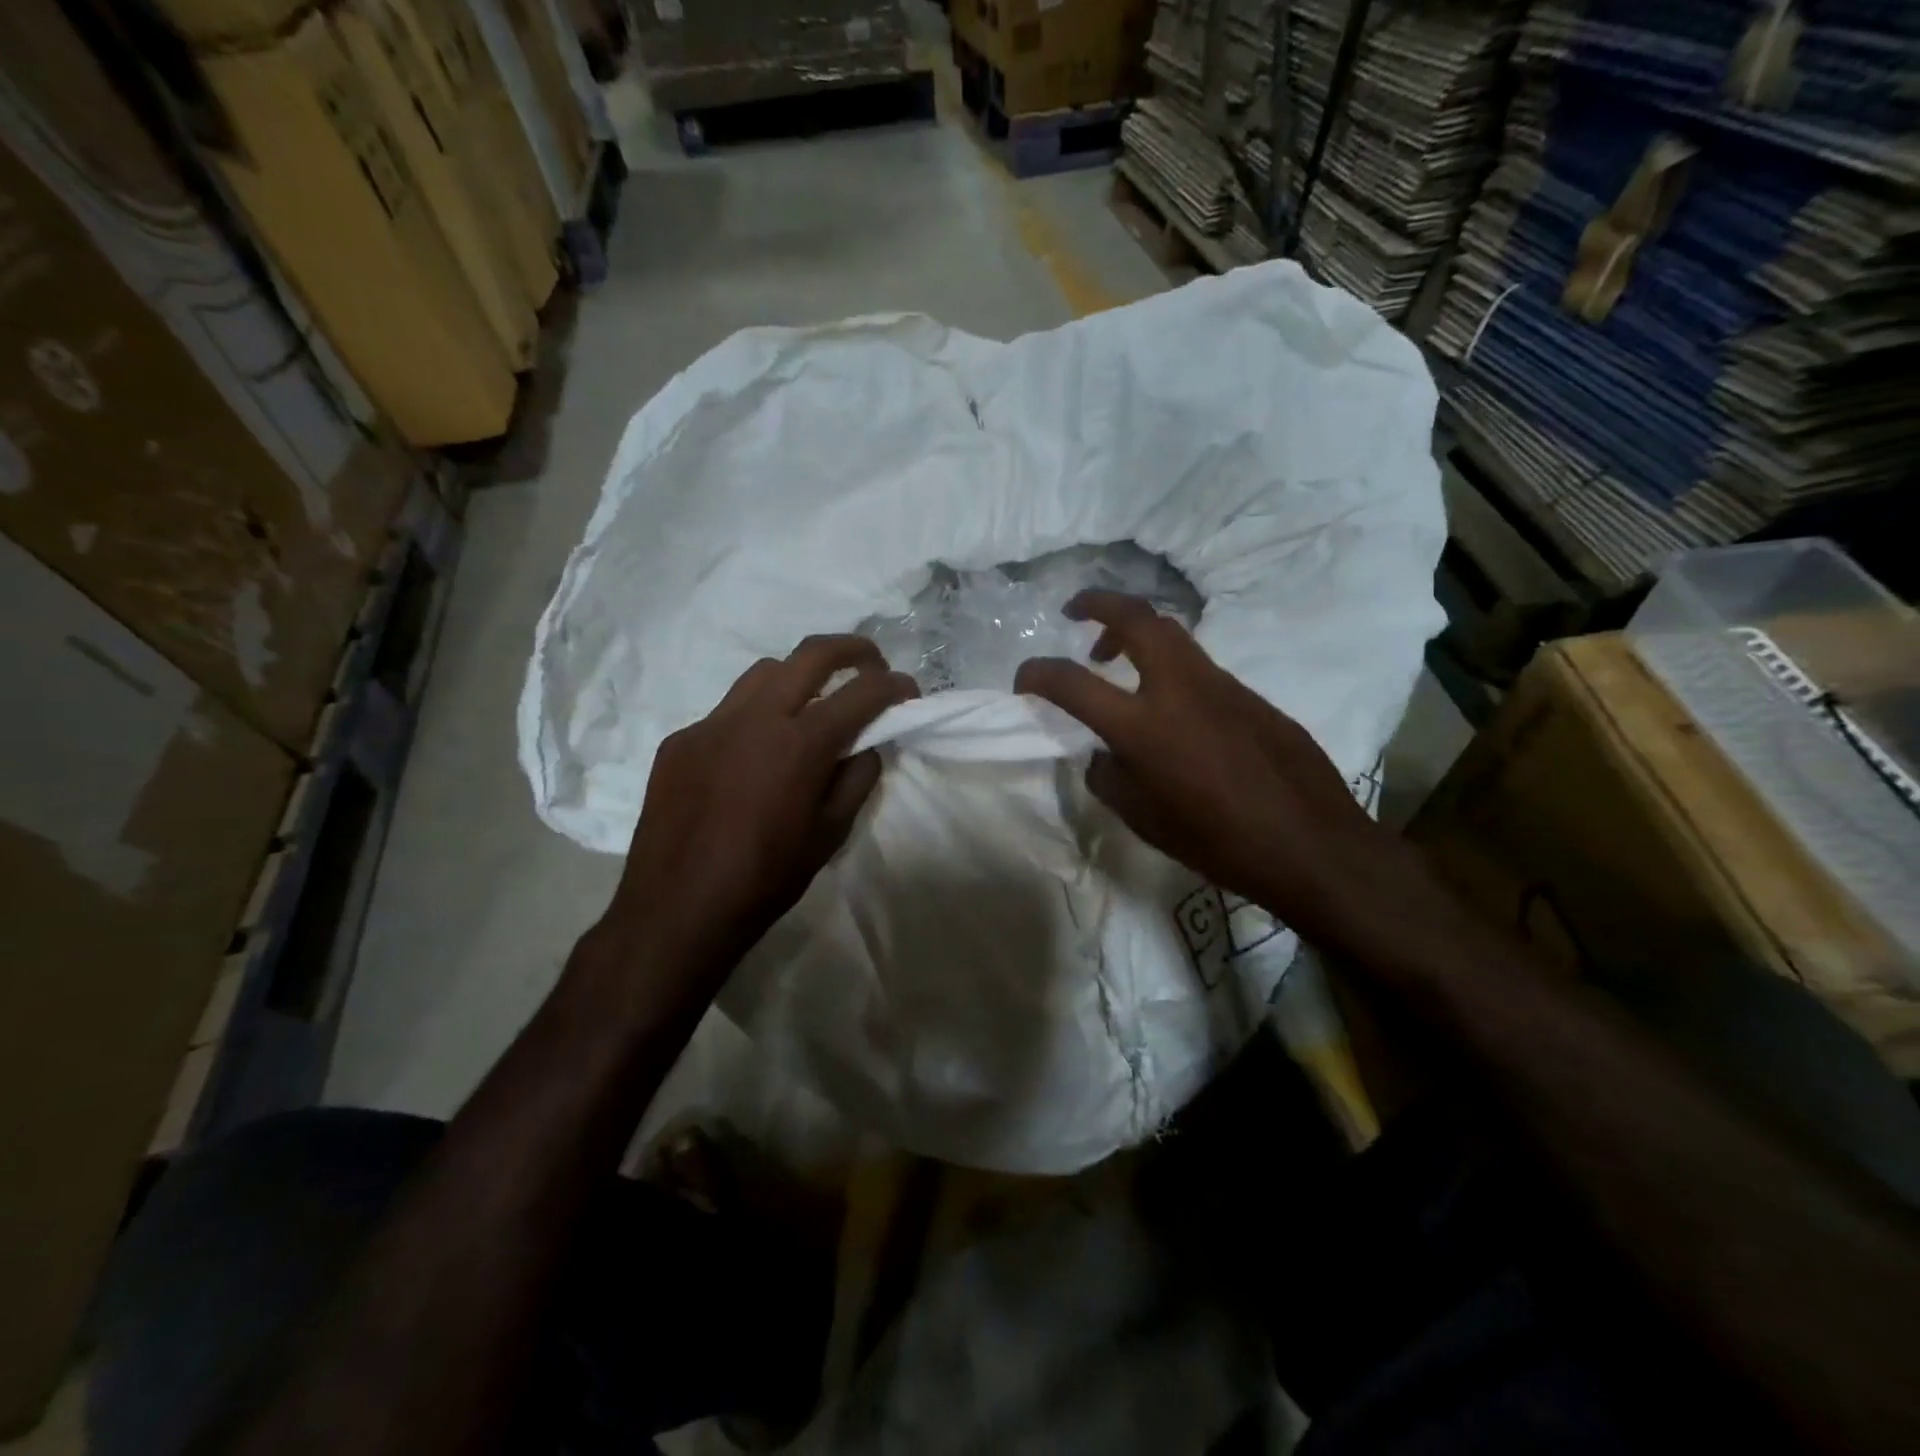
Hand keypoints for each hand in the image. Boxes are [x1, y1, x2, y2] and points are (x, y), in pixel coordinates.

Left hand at [596, 635, 917, 986]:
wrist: (676, 911)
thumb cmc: (765, 879)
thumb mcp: (830, 834)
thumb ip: (857, 778)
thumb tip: (869, 744)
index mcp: (799, 745)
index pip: (861, 693)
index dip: (894, 686)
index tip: (909, 691)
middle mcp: (754, 718)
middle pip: (811, 654)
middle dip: (852, 650)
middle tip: (871, 664)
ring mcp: (710, 724)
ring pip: (763, 673)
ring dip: (799, 676)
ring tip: (812, 704)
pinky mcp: (680, 741)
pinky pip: (726, 711)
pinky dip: (755, 717)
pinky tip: (755, 754)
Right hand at [1014, 591, 1442, 954]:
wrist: (1313, 846)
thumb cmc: (1220, 843)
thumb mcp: (1145, 821)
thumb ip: (1111, 778)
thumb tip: (1104, 754)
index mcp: (1144, 726)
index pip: (1072, 682)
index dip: (1037, 674)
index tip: (1024, 681)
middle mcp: (1180, 689)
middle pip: (1135, 618)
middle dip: (1097, 603)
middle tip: (1074, 612)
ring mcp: (1222, 685)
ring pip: (1171, 634)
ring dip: (1134, 634)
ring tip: (1113, 658)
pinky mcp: (1252, 695)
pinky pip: (1200, 667)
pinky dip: (1170, 668)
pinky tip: (1172, 708)